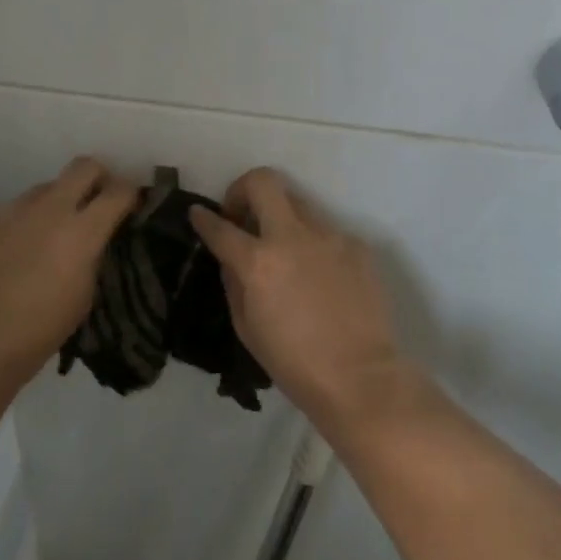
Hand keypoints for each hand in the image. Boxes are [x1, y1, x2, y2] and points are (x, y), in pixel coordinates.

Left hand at [0, 157, 137, 402]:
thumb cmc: (33, 338)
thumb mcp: (82, 299)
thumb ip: (91, 257)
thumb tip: (92, 240)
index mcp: (81, 232)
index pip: (119, 191)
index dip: (130, 193)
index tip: (131, 204)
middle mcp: (47, 209)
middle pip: (83, 167)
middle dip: (96, 178)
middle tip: (95, 202)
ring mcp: (8, 210)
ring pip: (42, 190)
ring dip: (52, 206)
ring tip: (41, 241)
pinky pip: (8, 213)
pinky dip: (16, 228)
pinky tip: (4, 259)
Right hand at [189, 168, 416, 436]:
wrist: (362, 379)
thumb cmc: (295, 365)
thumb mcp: (247, 329)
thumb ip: (234, 282)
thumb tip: (232, 257)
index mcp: (259, 262)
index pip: (221, 227)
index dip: (203, 218)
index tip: (198, 213)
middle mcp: (293, 236)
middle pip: (263, 181)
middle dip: (243, 188)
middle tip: (242, 215)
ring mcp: (329, 235)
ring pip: (298, 203)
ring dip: (282, 218)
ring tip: (285, 253)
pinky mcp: (356, 244)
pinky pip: (326, 232)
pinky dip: (314, 245)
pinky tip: (319, 278)